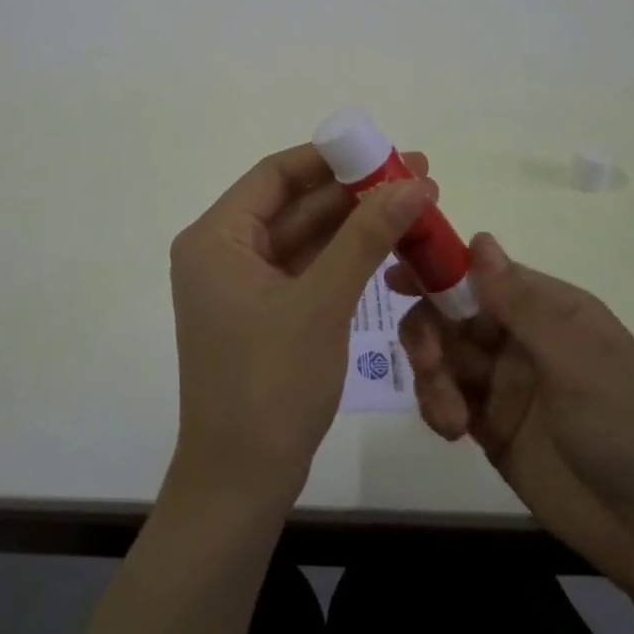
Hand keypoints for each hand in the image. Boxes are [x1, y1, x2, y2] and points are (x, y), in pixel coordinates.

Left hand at [167, 144, 435, 510]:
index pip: (275, 174)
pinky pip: (308, 268)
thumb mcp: (322, 303)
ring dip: (356, 222)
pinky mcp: (266, 312)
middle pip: (294, 203)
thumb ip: (366, 237)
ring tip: (417, 203)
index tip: (383, 149)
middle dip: (354, 190)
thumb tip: (414, 183)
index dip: (331, 157)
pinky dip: (346, 256)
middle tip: (417, 175)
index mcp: (216, 237)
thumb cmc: (271, 385)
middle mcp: (224, 251)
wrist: (242, 483)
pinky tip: (390, 243)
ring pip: (306, 236)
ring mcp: (245, 284)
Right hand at [394, 233, 633, 587]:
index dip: (440, 271)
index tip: (397, 279)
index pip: (482, 274)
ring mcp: (504, 383)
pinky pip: (446, 399)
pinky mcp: (490, 426)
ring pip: (443, 356)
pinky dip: (437, 407)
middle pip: (452, 314)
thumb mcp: (574, 358)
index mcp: (549, 309)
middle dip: (429, 331)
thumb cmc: (623, 426)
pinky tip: (451, 429)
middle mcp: (522, 338)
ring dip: (432, 375)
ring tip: (448, 413)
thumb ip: (519, 303)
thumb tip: (479, 239)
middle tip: (427, 360)